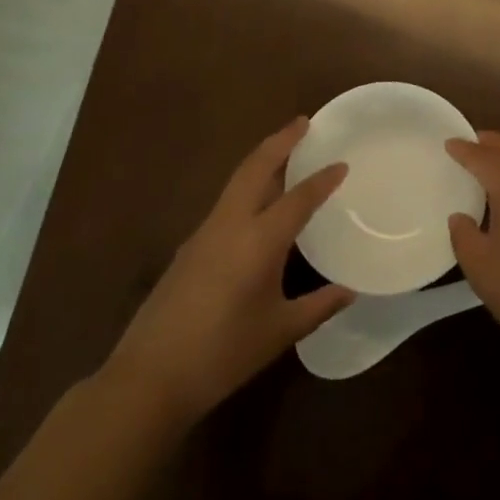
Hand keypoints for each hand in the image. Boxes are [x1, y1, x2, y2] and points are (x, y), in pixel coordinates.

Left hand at [106, 119, 353, 425]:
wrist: (150, 377)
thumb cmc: (223, 354)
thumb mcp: (280, 332)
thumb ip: (319, 306)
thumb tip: (350, 290)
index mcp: (259, 241)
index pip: (298, 197)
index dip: (323, 179)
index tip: (342, 163)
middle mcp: (230, 224)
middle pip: (256, 167)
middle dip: (280, 141)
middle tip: (304, 122)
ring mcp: (204, 233)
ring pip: (237, 182)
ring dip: (261, 161)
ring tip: (285, 154)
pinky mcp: (189, 248)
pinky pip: (225, 203)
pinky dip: (246, 188)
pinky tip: (256, 207)